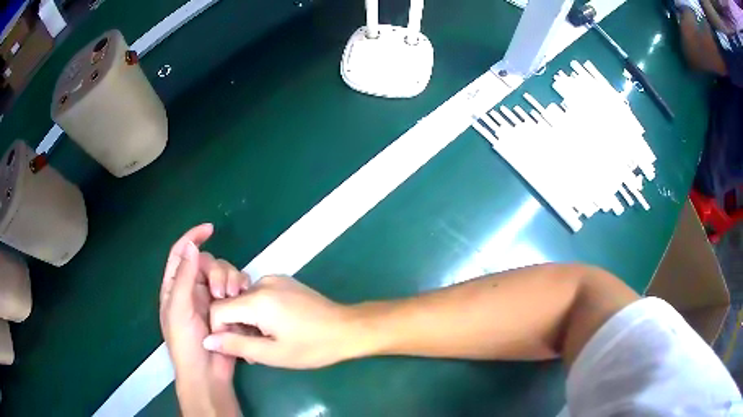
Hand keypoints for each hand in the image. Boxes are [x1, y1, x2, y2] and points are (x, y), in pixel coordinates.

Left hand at [160, 224, 246, 414]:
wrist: (207, 373)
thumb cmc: (186, 342)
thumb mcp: (179, 308)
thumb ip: (184, 277)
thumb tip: (191, 246)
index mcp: (175, 287)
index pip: (180, 253)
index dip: (192, 238)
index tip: (210, 230)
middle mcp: (192, 289)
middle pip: (207, 263)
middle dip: (217, 271)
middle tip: (221, 291)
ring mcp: (211, 300)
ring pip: (223, 275)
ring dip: (230, 280)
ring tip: (233, 297)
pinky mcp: (227, 310)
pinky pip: (235, 290)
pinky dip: (240, 289)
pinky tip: (243, 298)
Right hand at [203, 275, 360, 368]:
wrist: (347, 328)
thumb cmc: (311, 347)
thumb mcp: (272, 353)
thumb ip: (236, 345)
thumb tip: (207, 341)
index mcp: (257, 300)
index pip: (218, 309)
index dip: (219, 330)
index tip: (235, 347)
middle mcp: (262, 282)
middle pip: (231, 303)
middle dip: (235, 327)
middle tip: (254, 350)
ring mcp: (274, 279)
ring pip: (244, 300)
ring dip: (247, 321)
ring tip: (266, 340)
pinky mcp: (284, 281)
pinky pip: (258, 295)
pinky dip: (258, 312)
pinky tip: (275, 327)